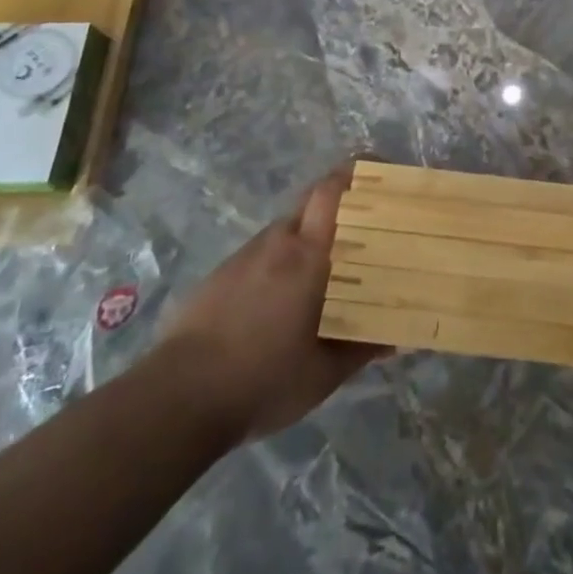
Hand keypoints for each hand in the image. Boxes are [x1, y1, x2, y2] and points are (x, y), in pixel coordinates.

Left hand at [158, 165, 386, 447]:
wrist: (175, 401)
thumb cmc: (261, 380)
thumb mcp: (322, 375)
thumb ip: (361, 350)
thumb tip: (397, 338)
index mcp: (308, 255)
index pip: (332, 190)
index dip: (357, 172)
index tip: (381, 173)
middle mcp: (278, 242)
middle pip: (313, 200)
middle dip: (341, 201)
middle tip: (367, 223)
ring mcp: (245, 256)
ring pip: (288, 229)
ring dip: (311, 236)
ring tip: (329, 268)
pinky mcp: (221, 275)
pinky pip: (263, 253)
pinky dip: (282, 261)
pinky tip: (285, 299)